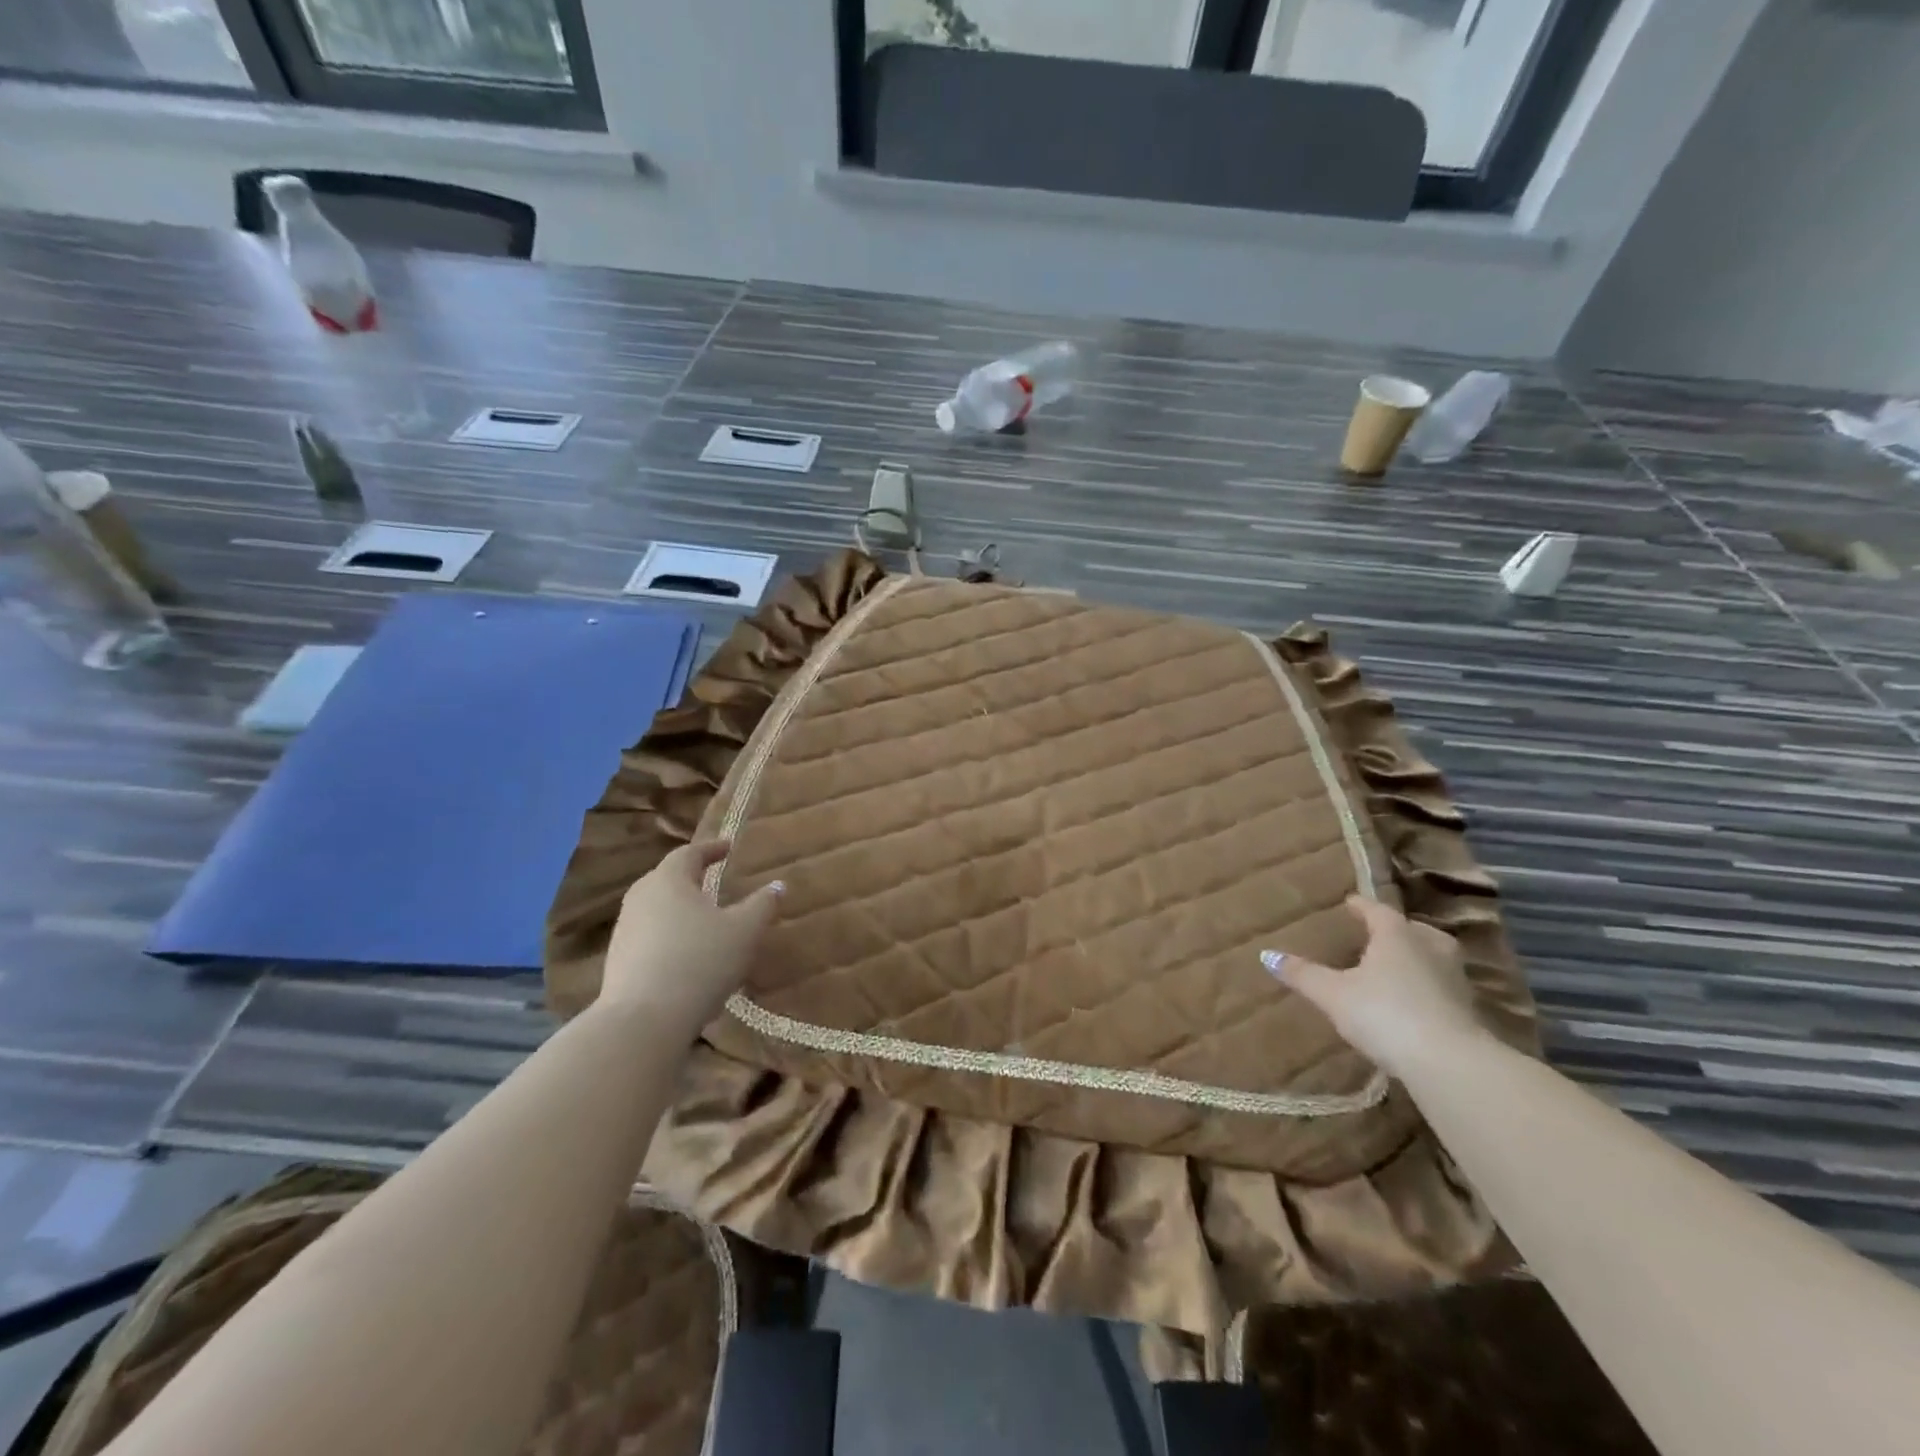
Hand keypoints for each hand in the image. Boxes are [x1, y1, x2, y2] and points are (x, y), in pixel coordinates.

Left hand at [600, 841, 782, 1032]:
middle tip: (714, 880)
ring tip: (703, 920)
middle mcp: (640, 898)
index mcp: (669, 880)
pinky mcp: (617, 961)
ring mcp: (624, 930)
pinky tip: (686, 955)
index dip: (711, 849)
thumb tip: (778, 885)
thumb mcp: (744, 931)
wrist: (643, 1021)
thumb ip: (762, 905)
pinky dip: (669, 935)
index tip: (728, 849)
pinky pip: (648, 936)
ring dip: (679, 908)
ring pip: (655, 908)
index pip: (689, 853)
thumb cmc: (700, 962)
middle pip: (667, 878)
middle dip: (691, 877)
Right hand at [1263, 896, 1490, 1079]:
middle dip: (1395, 930)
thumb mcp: (1333, 994)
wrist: (1449, 1064)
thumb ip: (1303, 974)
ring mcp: (1455, 979)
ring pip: (1433, 957)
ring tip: (1395, 967)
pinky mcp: (1469, 1011)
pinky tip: (1413, 1000)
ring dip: (1416, 958)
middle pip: (1412, 930)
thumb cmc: (1384, 1013)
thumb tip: (1267, 955)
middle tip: (1375, 935)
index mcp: (1397, 935)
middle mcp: (1430, 948)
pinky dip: (1427, 986)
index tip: (1348, 903)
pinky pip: (1442, 986)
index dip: (1360, 906)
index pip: (1377, 910)